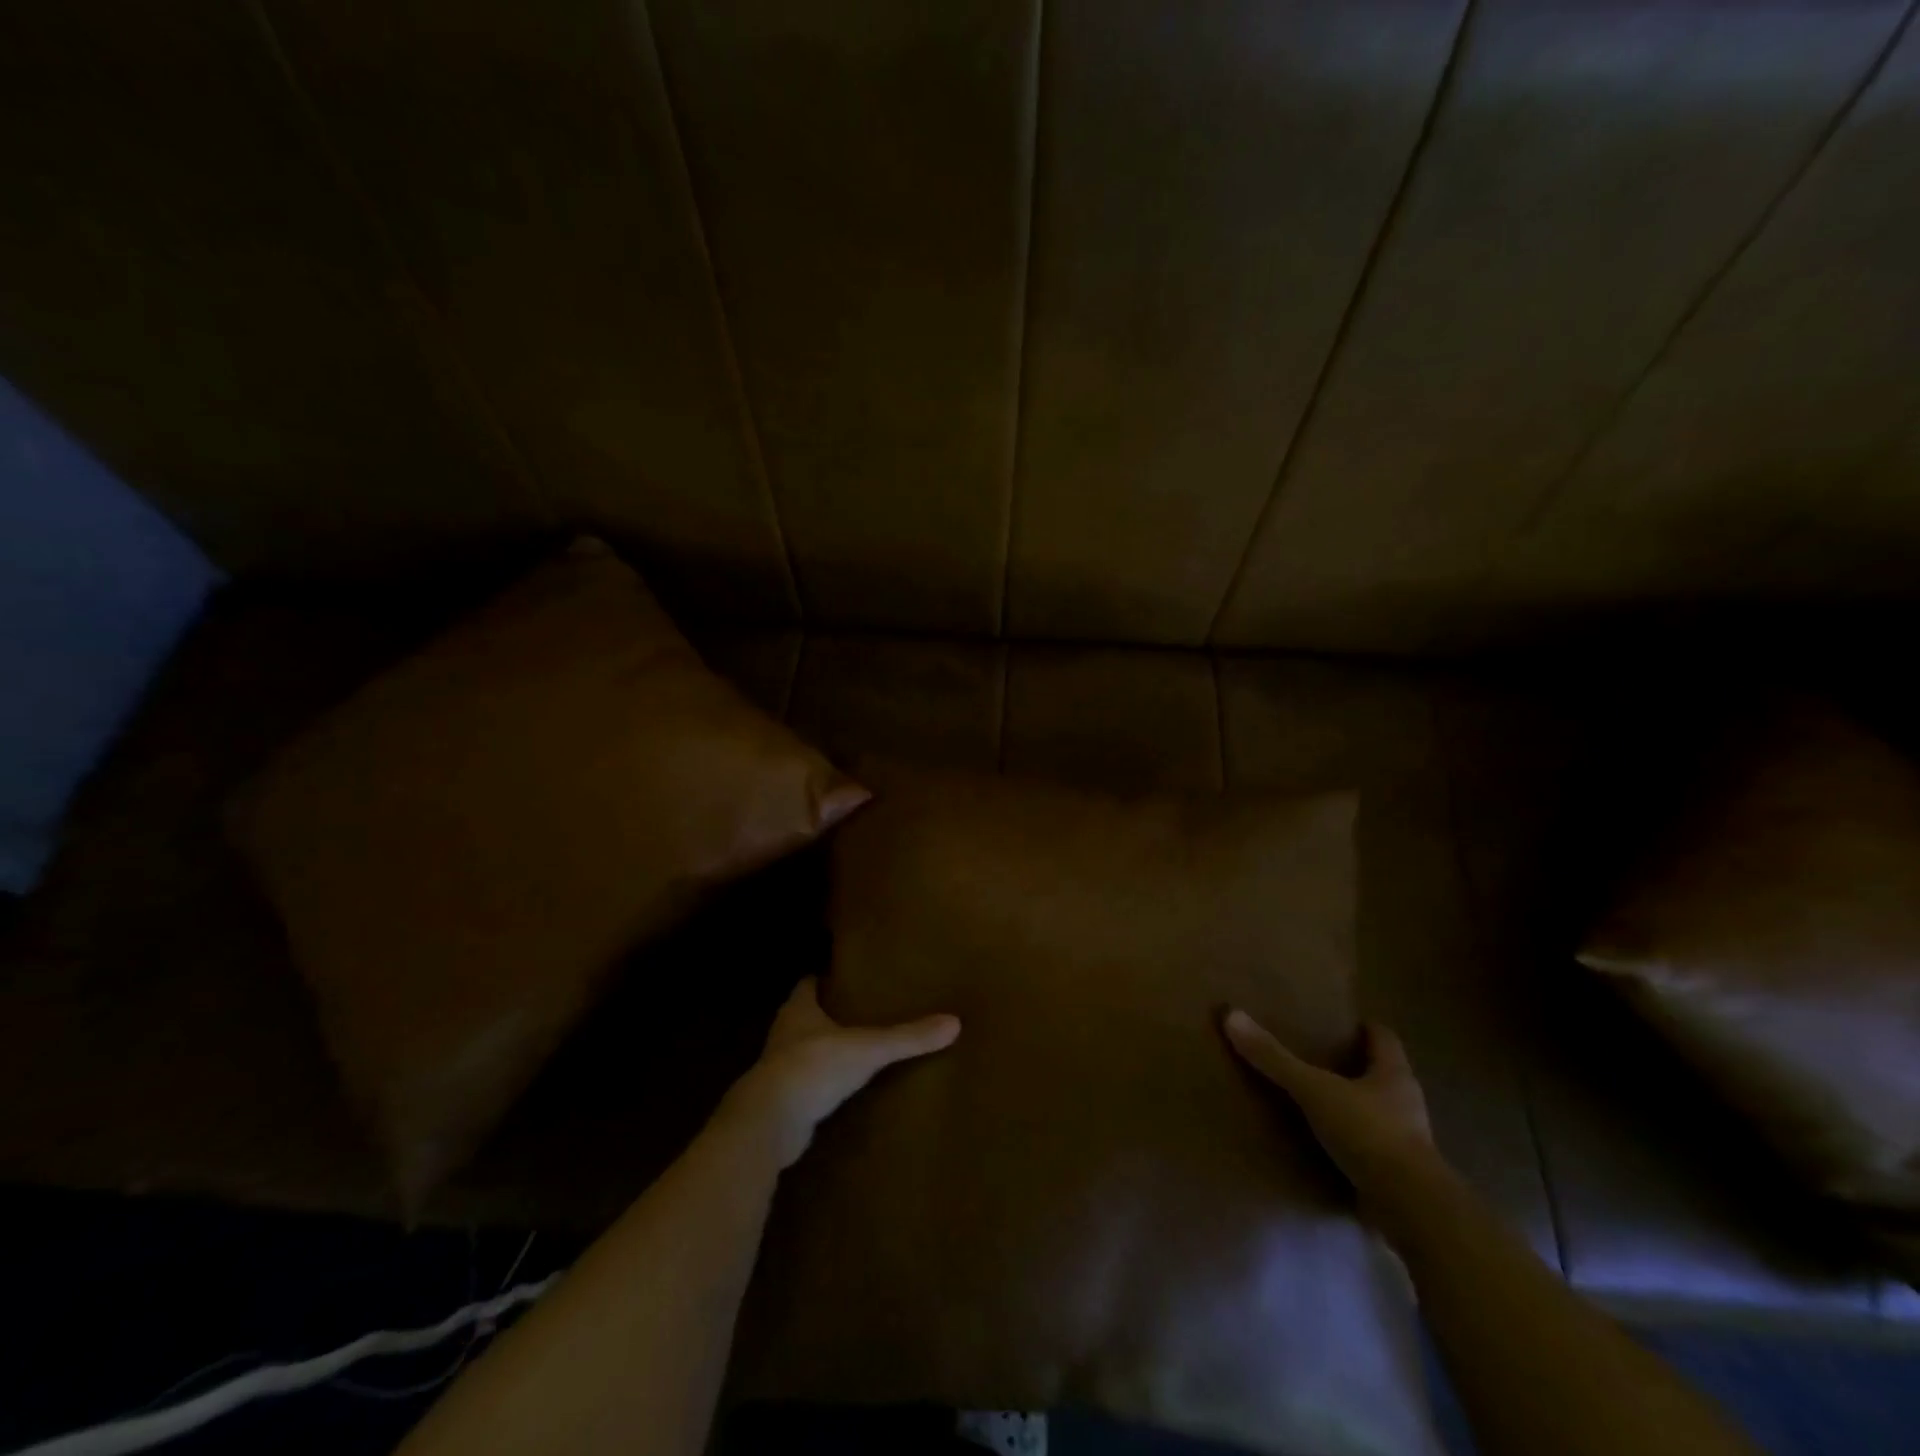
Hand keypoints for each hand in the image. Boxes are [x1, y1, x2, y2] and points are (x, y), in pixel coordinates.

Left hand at [721, 976, 959, 1168]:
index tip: (845, 975)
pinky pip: (805, 1086)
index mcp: (798, 1010)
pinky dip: (820, 1084)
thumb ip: (907, 1038)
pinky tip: (842, 1089)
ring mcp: (779, 1070)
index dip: (824, 978)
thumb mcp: (867, 1049)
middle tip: (859, 1009)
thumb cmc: (813, 1068)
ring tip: (855, 1047)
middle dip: (827, 1013)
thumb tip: (954, 1023)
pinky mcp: (781, 1103)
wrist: (769, 1124)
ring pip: (802, 1051)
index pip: (807, 984)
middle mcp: (784, 1034)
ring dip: (822, 1049)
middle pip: (804, 1015)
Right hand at [1222, 1011, 1444, 1219]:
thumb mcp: (1314, 1090)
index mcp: (1394, 1075)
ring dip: (1352, 1108)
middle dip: (1354, 1067)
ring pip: (1377, 1114)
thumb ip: (1274, 1058)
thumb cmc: (1369, 1133)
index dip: (1364, 1029)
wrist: (1411, 1209)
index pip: (1384, 1039)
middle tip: (1318, 1058)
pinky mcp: (1399, 1178)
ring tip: (1315, 1102)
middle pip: (1381, 1075)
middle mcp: (1406, 1104)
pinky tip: (1324, 1146)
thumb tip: (1231, 1015)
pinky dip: (1350, 1145)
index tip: (1340, 1023)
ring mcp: (1407, 1143)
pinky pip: (1371, 1151)